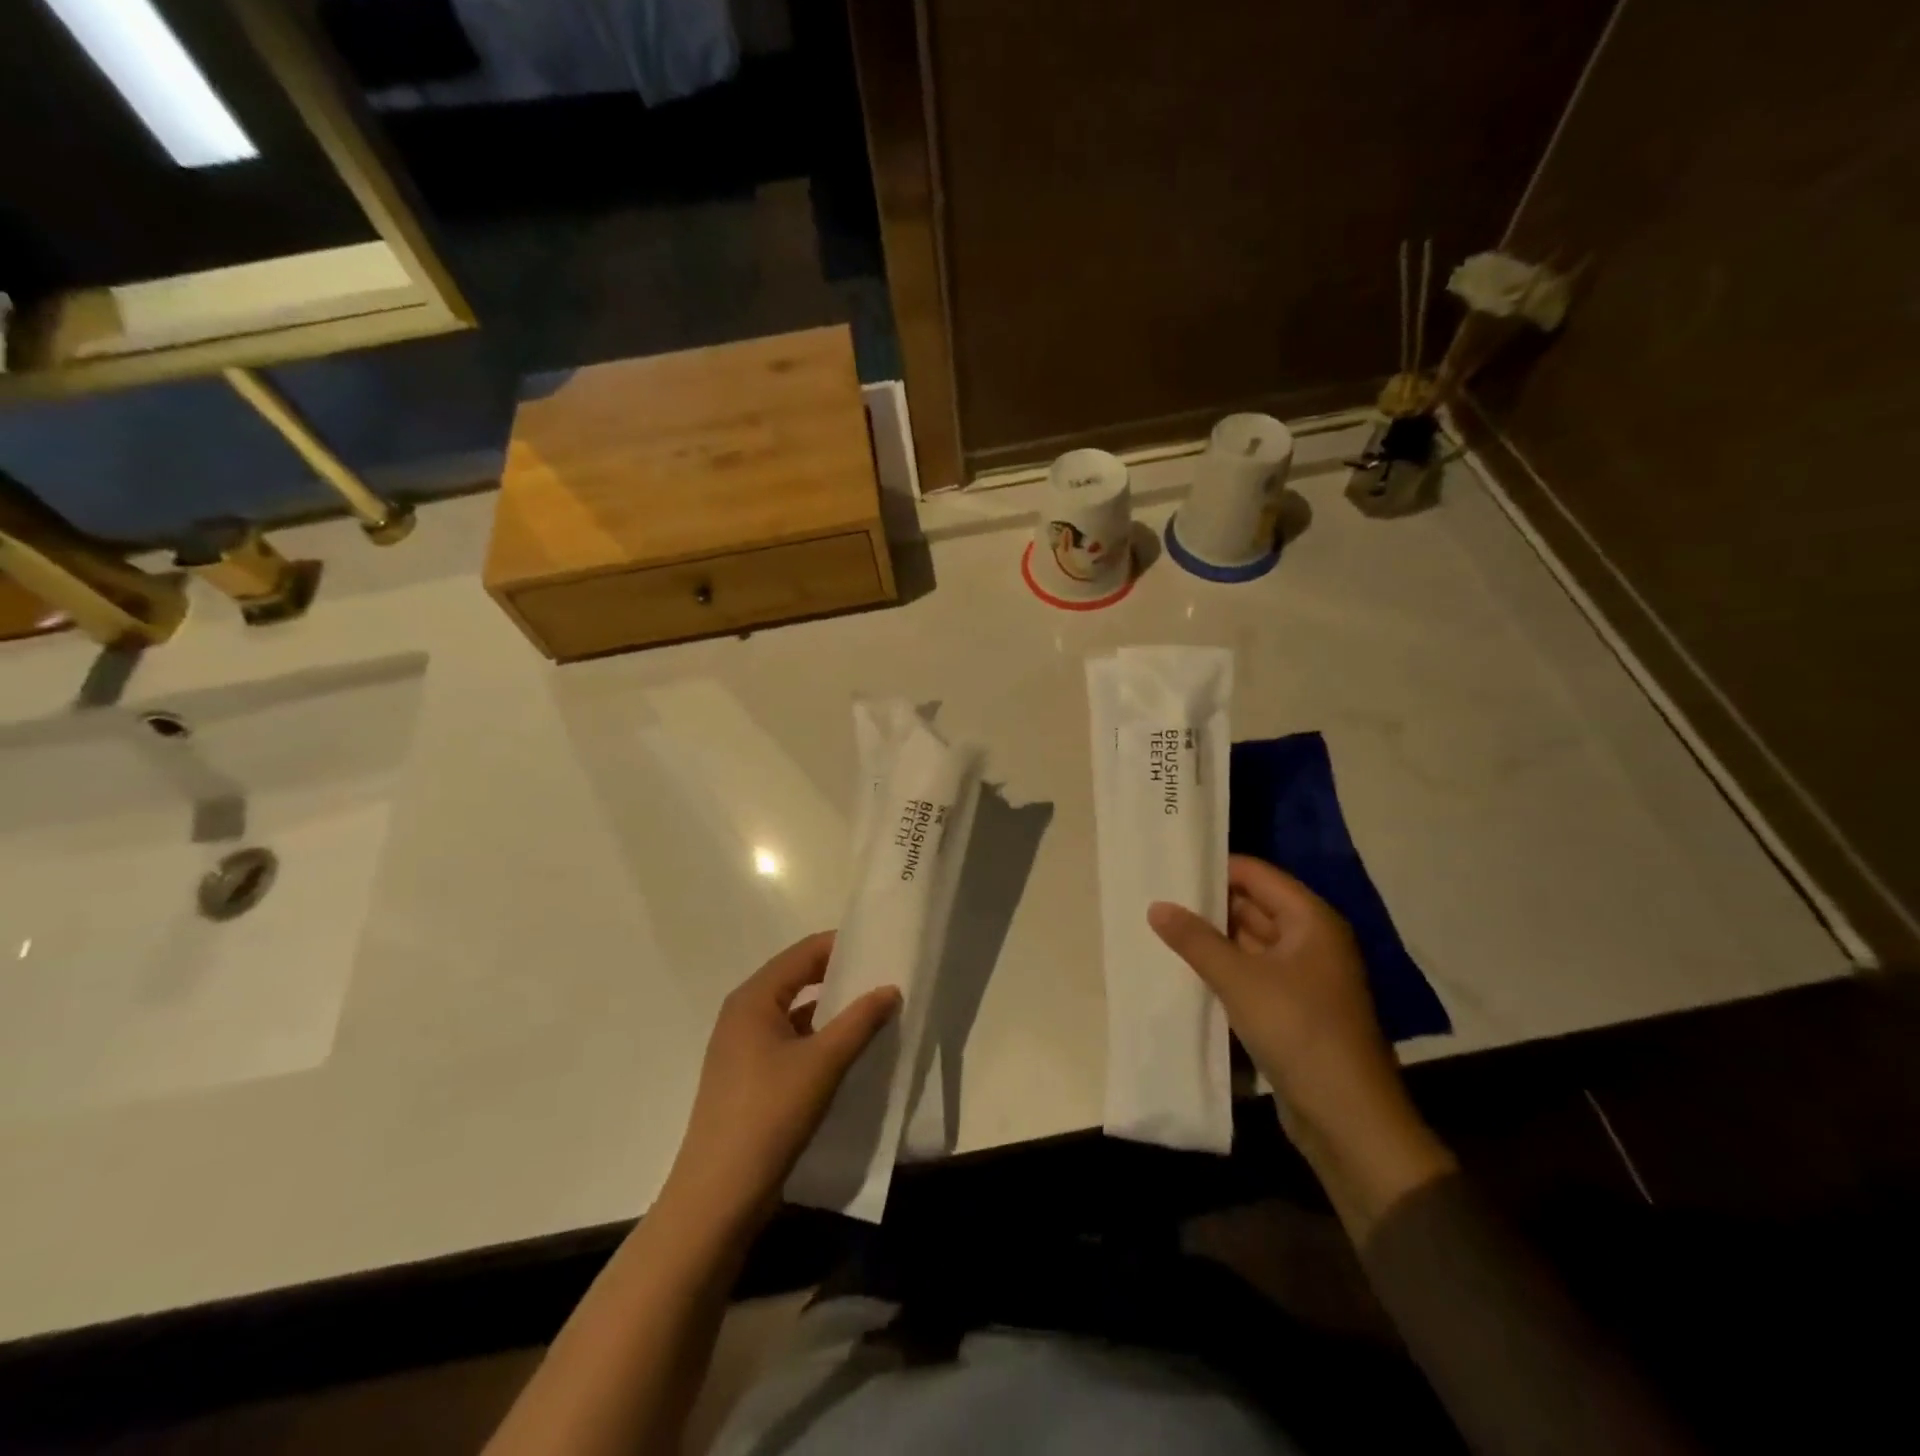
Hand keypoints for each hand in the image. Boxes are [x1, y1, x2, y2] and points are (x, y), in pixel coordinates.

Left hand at [663, 932, 900, 1227]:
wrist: (718, 1198)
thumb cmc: (768, 1116)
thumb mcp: (823, 1063)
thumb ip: (860, 1021)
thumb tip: (891, 988)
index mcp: (753, 999)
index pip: (804, 953)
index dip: (842, 946)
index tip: (882, 948)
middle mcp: (743, 1015)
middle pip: (798, 979)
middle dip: (840, 977)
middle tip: (884, 978)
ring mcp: (742, 1048)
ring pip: (795, 1013)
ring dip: (832, 1011)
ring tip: (875, 1013)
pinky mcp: (748, 1078)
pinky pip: (790, 1042)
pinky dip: (819, 1040)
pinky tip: (849, 1053)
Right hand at [1149, 857, 1453, 1226]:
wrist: (1349, 1120)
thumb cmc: (1298, 1032)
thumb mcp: (1239, 980)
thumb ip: (1195, 940)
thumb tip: (1157, 906)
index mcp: (1311, 920)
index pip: (1256, 874)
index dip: (1214, 869)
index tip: (1169, 868)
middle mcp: (1312, 940)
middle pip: (1253, 905)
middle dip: (1208, 904)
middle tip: (1156, 897)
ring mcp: (1305, 976)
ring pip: (1250, 942)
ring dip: (1213, 939)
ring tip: (1161, 929)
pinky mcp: (1295, 1008)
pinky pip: (1253, 973)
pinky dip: (1224, 969)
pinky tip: (1186, 969)